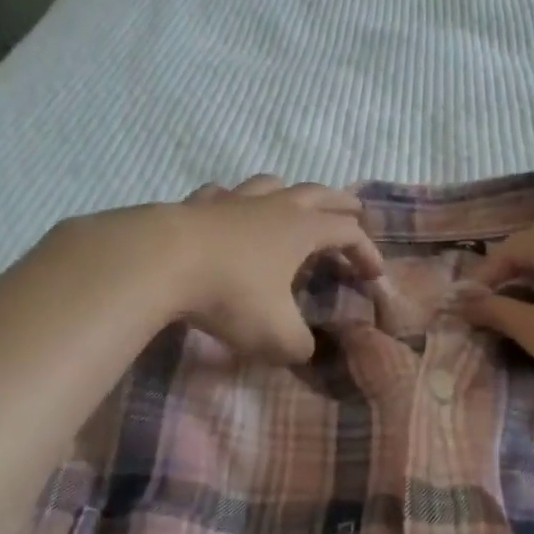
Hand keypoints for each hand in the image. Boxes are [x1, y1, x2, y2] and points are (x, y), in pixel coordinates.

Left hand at [168, 175, 383, 363]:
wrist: (159, 261)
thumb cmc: (229, 294)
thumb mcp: (275, 334)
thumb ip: (299, 345)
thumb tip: (304, 349)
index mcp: (302, 230)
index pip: (348, 233)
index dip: (366, 251)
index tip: (374, 275)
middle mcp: (274, 207)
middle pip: (318, 193)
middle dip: (341, 203)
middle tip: (355, 210)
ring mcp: (234, 200)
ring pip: (272, 184)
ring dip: (291, 192)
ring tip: (294, 203)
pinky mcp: (196, 204)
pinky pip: (223, 194)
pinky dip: (234, 201)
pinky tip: (228, 210)